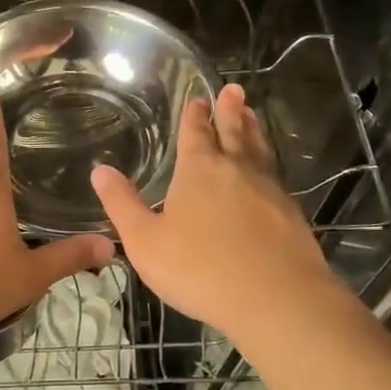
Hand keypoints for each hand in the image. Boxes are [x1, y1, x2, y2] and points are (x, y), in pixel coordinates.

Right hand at [91, 83, 337, 342]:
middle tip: (234, 89)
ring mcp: (269, 190)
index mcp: (199, 170)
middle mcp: (236, 170)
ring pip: (259, 151)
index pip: (196, 133)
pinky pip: (275, 178)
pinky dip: (268, 165)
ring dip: (253, 131)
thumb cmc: (200, 269)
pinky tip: (268, 175)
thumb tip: (100, 170)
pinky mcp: (291, 214)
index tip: (199, 98)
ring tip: (252, 116)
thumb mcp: (146, 241)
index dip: (195, 115)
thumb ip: (122, 204)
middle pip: (234, 132)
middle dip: (231, 110)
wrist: (276, 300)